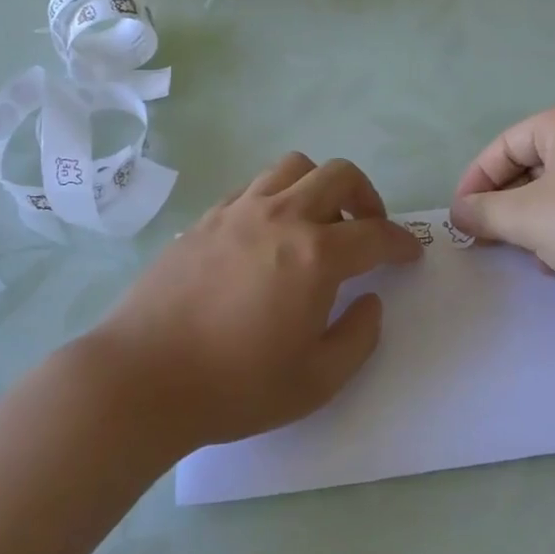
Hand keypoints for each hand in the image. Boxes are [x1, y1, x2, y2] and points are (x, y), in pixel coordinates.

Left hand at [89, 153, 421, 451]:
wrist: (144, 377)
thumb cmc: (235, 386)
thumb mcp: (316, 381)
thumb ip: (358, 337)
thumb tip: (370, 301)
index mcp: (315, 255)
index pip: (375, 234)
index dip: (402, 242)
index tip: (411, 253)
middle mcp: (281, 217)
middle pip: (339, 175)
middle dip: (368, 197)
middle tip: (369, 229)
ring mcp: (239, 210)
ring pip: (294, 167)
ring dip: (320, 186)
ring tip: (318, 223)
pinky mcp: (207, 216)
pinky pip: (255, 185)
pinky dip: (278, 195)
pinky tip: (270, 232)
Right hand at [450, 99, 554, 300]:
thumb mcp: (530, 219)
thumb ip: (485, 213)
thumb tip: (459, 213)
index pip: (504, 145)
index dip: (476, 182)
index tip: (460, 219)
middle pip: (533, 166)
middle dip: (507, 206)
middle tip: (488, 240)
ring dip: (536, 222)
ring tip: (524, 255)